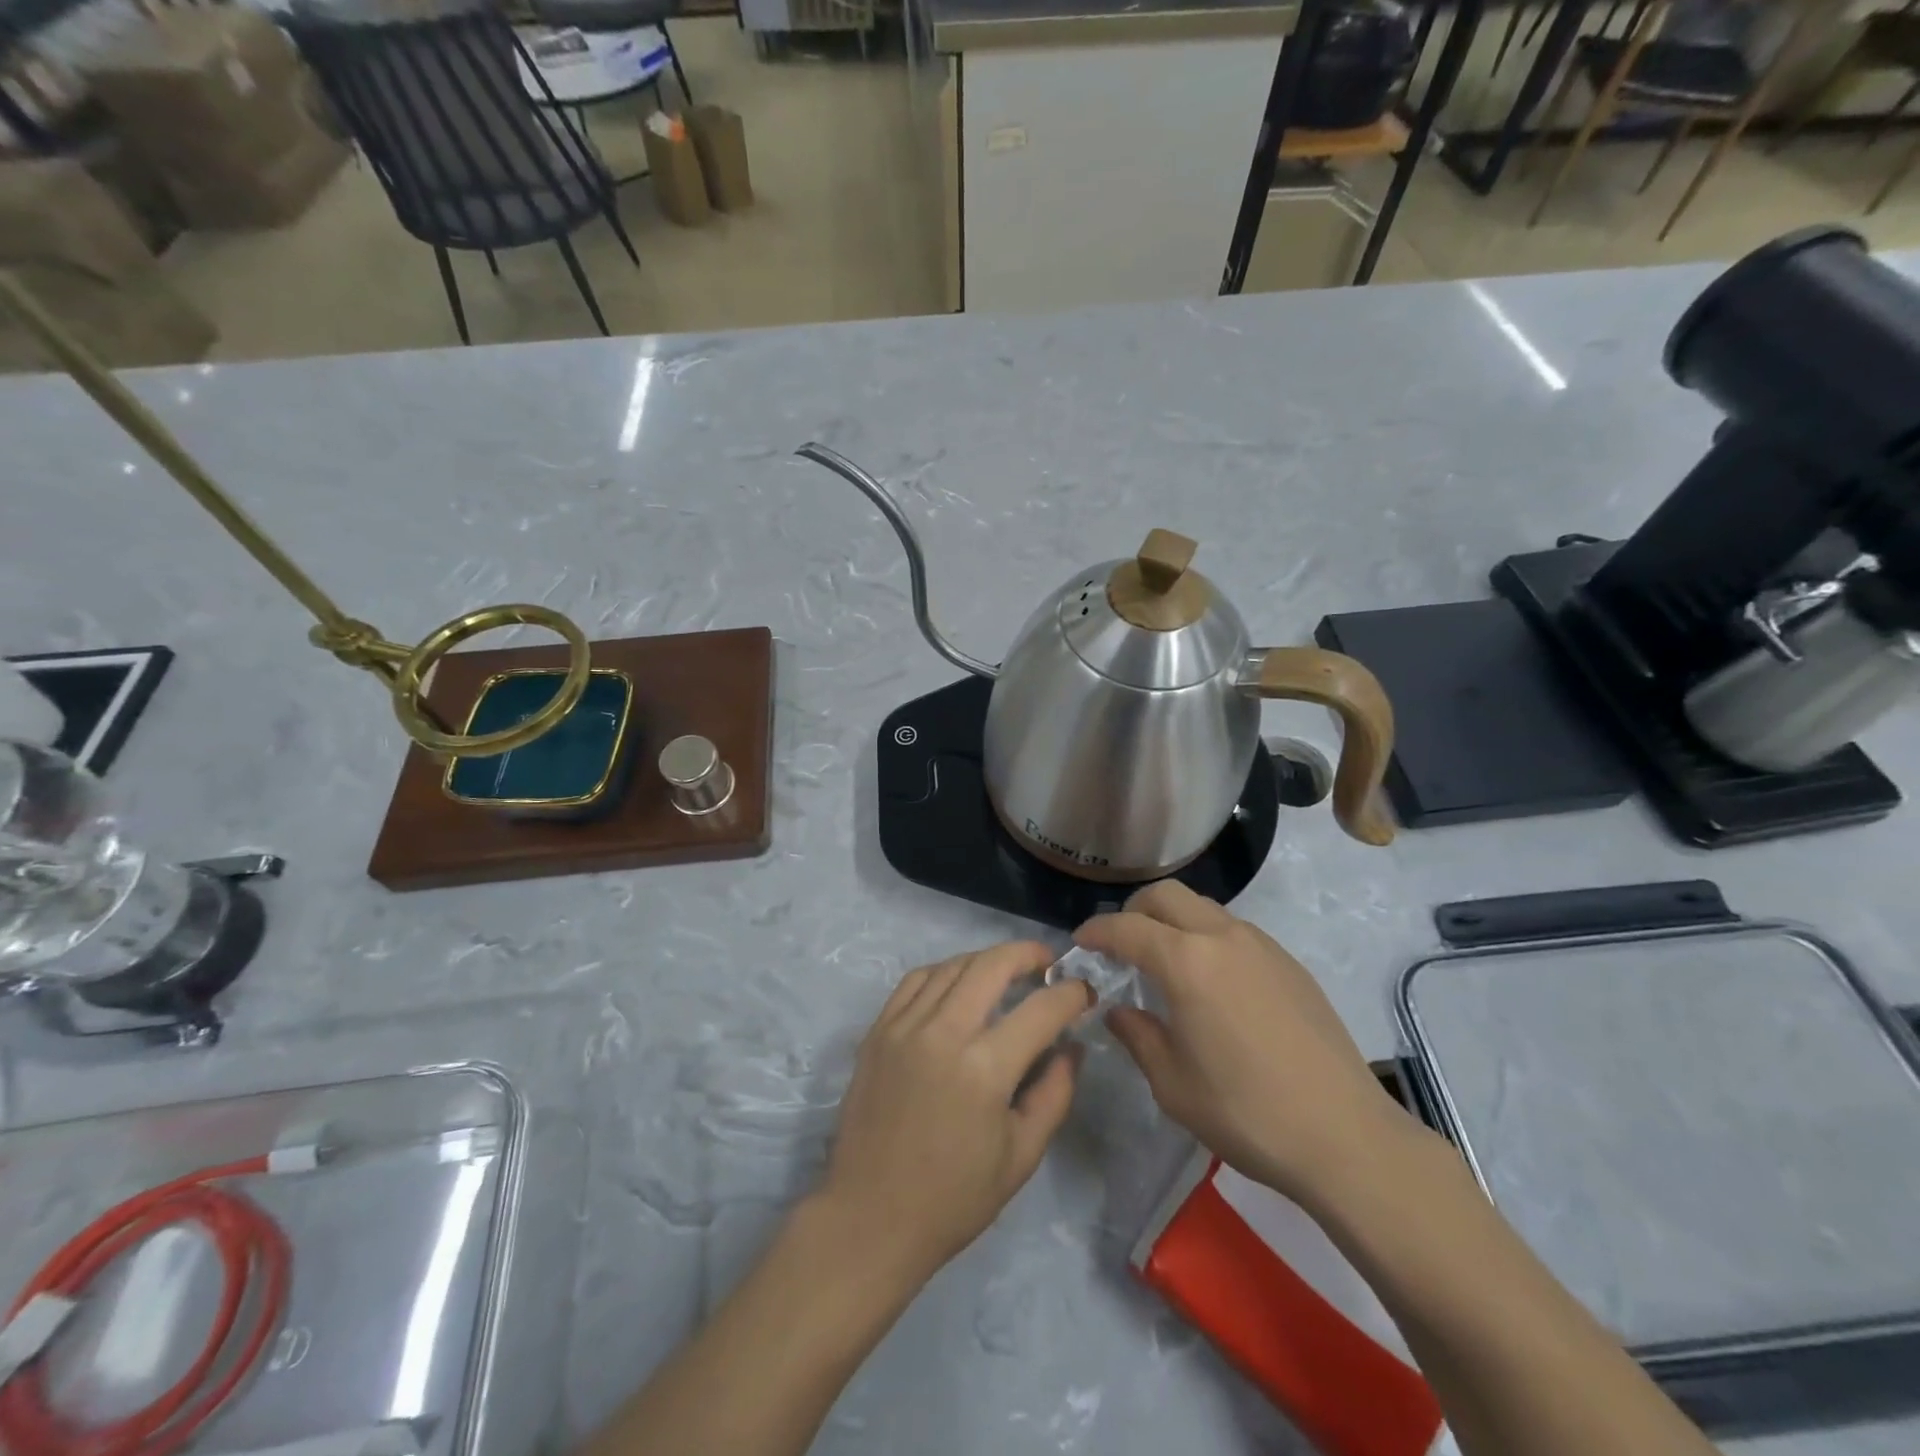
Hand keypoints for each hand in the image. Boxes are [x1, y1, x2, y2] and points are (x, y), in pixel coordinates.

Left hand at [818, 942, 1092, 1286]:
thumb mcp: (1021, 1155)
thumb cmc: (953, 1198)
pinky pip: (916, 980)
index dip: (1072, 995)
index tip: (1085, 993)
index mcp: (984, 1070)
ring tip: (1007, 971)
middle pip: (992, 965)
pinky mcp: (878, 1030)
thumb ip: (1054, 1092)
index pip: (1041, 1010)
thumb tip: (1071, 1046)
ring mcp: (904, 1026)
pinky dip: (945, 971)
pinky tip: (958, 983)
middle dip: (1028, 954)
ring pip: (953, 965)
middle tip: (1048, 963)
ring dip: (987, 959)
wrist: (870, 1217)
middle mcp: (943, 1033)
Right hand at [1077, 882, 1423, 1212]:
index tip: (1080, 944)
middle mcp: (1222, 937)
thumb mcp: (1173, 1083)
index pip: (1127, 927)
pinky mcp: (1289, 963)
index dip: (1096, 931)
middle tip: (1120, 945)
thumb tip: (1118, 1011)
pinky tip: (1211, 983)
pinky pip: (1234, 930)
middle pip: (1166, 895)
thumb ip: (1138, 1036)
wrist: (1344, 1135)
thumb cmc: (1246, 1112)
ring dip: (1173, 921)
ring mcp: (1261, 945)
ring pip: (1203, 907)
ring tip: (1165, 963)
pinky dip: (1207, 937)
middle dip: (1133, 911)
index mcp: (1186, 962)